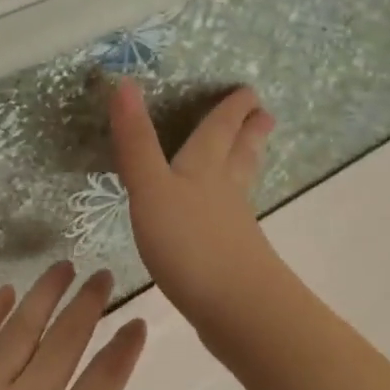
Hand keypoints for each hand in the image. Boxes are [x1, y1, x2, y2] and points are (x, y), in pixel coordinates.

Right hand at [109, 78, 285, 330]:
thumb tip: (124, 82)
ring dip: (246, 164)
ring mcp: (234, 226)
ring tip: (253, 154)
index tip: (248, 91)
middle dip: (248, 133)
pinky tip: (228, 217)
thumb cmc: (189, 242)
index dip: (231, 109)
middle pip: (240, 153)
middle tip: (265, 114)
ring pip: (241, 185)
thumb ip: (136, 142)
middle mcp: (225, 191)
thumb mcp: (151, 188)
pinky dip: (233, 207)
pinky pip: (234, 219)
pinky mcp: (235, 257)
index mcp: (205, 168)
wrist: (235, 307)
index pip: (219, 129)